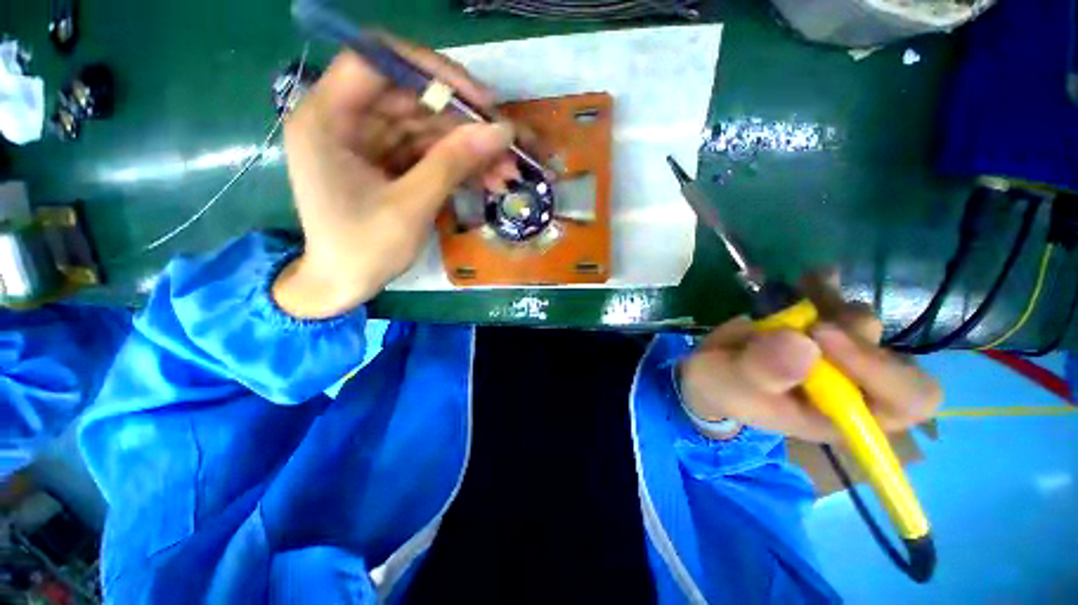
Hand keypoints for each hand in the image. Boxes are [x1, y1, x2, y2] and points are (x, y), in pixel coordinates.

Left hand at [274, 36, 519, 317]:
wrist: (345, 284)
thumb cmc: (364, 251)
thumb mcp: (411, 207)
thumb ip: (453, 163)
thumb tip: (501, 131)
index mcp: (326, 119)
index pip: (377, 61)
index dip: (431, 71)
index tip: (479, 100)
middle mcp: (344, 119)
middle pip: (411, 97)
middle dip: (464, 123)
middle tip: (507, 145)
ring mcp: (369, 141)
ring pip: (427, 127)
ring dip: (469, 148)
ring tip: (507, 171)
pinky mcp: (389, 161)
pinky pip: (428, 151)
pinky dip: (459, 164)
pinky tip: (488, 179)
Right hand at [678, 274, 941, 440]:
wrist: (712, 369)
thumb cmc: (722, 387)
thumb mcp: (730, 385)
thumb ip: (761, 371)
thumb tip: (803, 343)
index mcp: (841, 416)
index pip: (904, 401)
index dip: (880, 368)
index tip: (821, 336)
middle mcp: (853, 387)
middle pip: (894, 356)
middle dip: (850, 332)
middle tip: (808, 321)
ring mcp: (838, 355)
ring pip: (863, 323)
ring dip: (832, 304)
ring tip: (796, 293)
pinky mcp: (818, 329)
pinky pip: (837, 302)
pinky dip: (825, 285)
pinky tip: (805, 278)